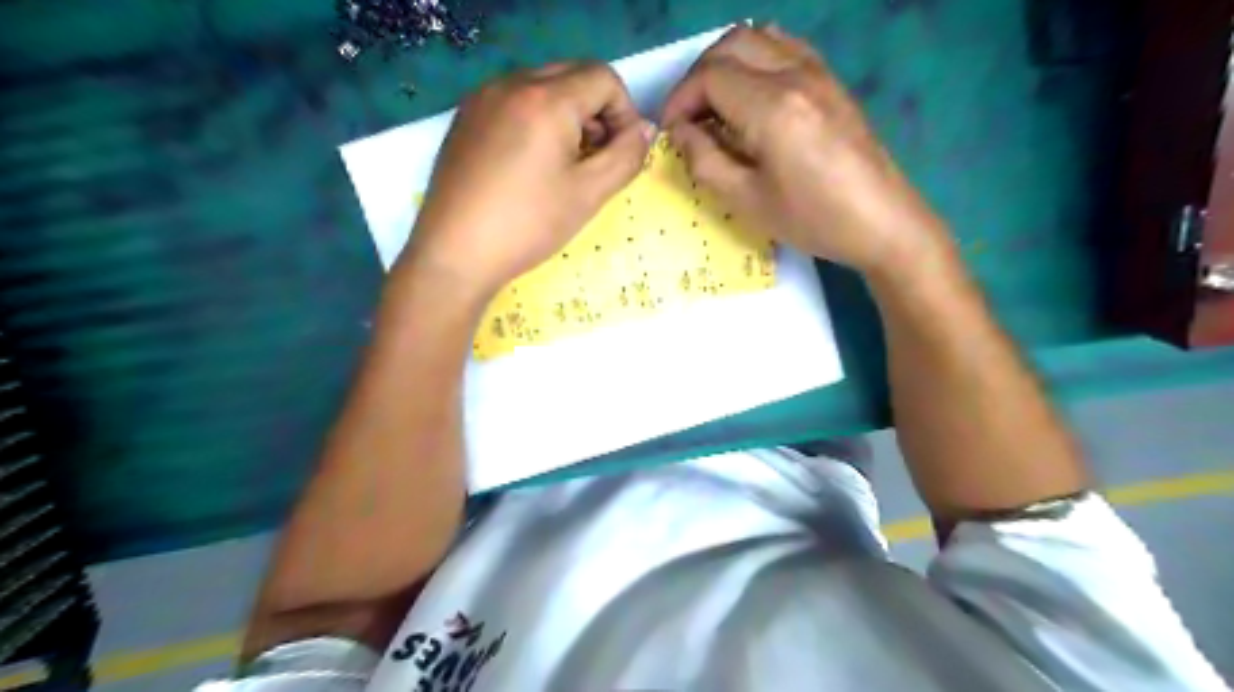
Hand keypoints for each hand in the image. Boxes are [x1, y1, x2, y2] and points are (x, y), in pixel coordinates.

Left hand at [402, 63, 654, 300]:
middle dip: (597, 111)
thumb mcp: (589, 194)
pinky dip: (536, 120)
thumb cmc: (528, 225)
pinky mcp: (466, 117)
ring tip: (564, 164)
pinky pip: (514, 101)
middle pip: (573, 75)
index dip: (625, 112)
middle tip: (595, 158)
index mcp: (546, 99)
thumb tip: (644, 130)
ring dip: (567, 115)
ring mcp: (483, 98)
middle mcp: (511, 84)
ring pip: (542, 86)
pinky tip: (531, 164)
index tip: (621, 152)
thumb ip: (627, 156)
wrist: (456, 253)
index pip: (604, 78)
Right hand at [661, 27, 946, 276]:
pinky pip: (786, 46)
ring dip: (725, 63)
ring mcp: (818, 72)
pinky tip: (750, 91)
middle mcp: (795, 75)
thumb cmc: (813, 219)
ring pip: (758, 38)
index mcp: (772, 107)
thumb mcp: (748, 201)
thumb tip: (681, 133)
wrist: (882, 222)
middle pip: (730, 45)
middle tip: (687, 119)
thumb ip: (706, 161)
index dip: (679, 101)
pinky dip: (757, 57)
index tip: (671, 133)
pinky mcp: (831, 81)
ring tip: (715, 105)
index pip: (709, 77)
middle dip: (697, 78)